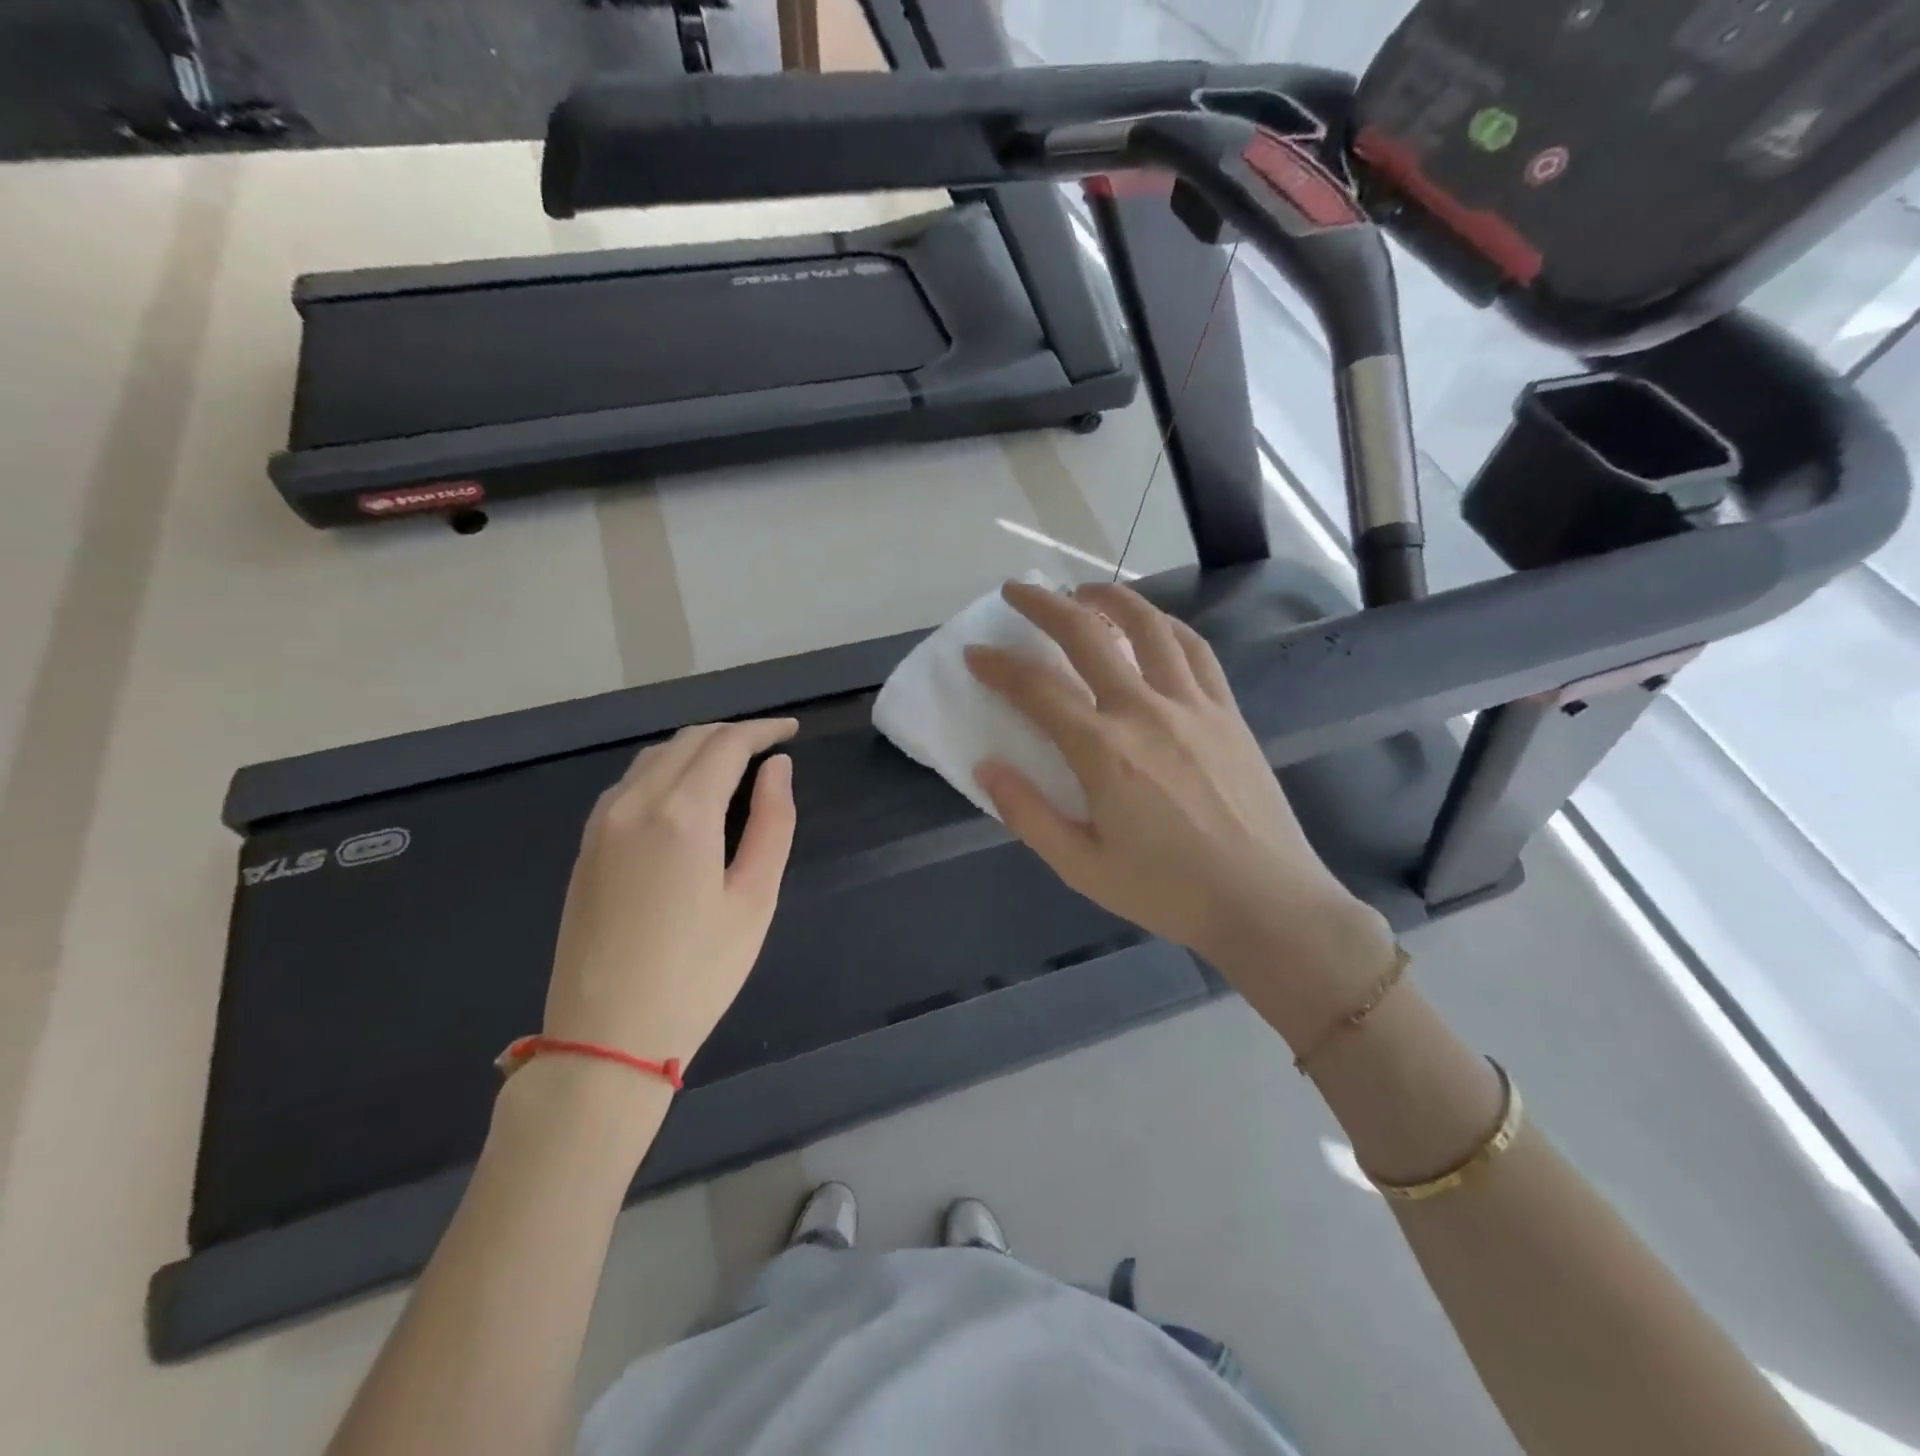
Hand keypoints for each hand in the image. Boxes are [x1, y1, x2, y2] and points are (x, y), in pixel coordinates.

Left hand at [542, 719, 798, 1070]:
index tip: (792, 730)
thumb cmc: (698, 973)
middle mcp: (635, 803)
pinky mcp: (586, 846)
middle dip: (732, 734)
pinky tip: (684, 793)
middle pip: (688, 741)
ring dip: (696, 748)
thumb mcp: (754, 899)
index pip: (727, 744)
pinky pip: (629, 783)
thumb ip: (773, 823)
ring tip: (732, 764)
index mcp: (683, 814)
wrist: (605, 1037)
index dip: (763, 730)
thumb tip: (777, 768)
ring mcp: (602, 823)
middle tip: (769, 747)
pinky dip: (664, 770)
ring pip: (654, 757)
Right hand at [966, 581, 1394, 1041]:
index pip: (1036, 689)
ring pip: (1148, 626)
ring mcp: (1192, 704)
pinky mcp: (1226, 710)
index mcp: (1103, 751)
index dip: (998, 666)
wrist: (1265, 902)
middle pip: (1087, 636)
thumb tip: (986, 767)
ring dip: (1109, 598)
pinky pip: (1194, 648)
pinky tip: (1151, 624)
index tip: (975, 653)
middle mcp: (1145, 711)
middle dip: (1044, 605)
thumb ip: (1028, 814)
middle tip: (1017, 590)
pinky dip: (1164, 624)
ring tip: (1083, 590)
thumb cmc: (1167, 891)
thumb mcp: (1082, 867)